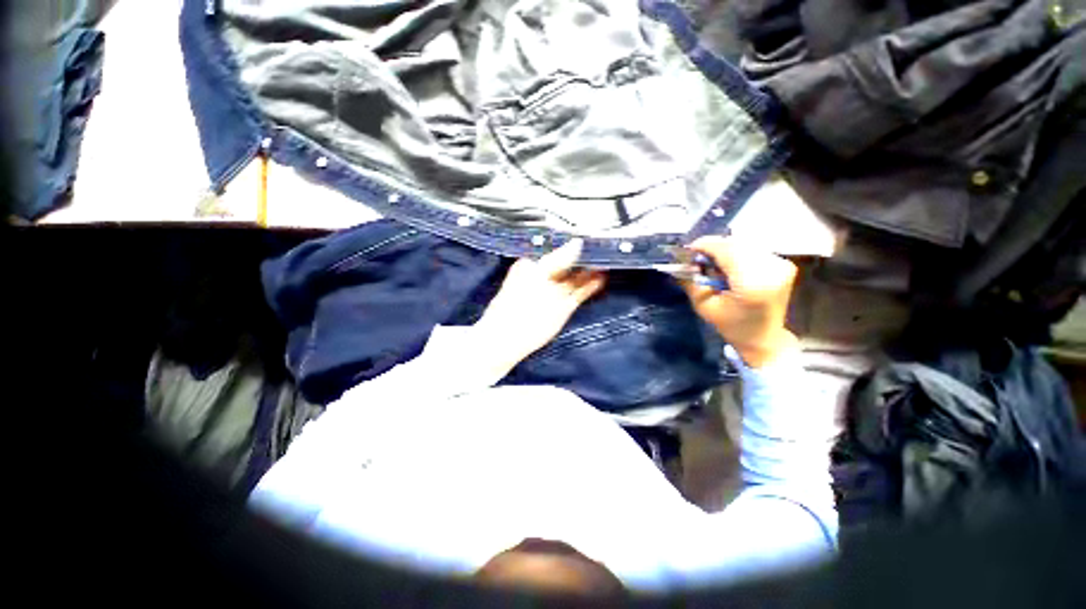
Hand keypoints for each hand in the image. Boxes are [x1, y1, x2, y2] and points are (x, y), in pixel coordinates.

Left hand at [476, 239, 605, 369]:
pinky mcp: (565, 307)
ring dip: (591, 272)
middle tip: (602, 248)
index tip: (589, 236)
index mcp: (534, 265)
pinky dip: (591, 287)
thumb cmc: (518, 298)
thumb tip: (578, 242)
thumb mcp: (537, 272)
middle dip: (584, 258)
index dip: (572, 244)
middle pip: (569, 265)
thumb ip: (559, 258)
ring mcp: (556, 293)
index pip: (557, 250)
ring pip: (576, 279)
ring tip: (608, 262)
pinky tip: (601, 279)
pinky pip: (580, 293)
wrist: (511, 333)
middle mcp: (547, 277)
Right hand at [680, 236, 797, 367]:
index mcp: (752, 283)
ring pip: (746, 244)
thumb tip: (685, 261)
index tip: (689, 249)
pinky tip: (730, 265)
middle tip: (698, 256)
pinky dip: (738, 253)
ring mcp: (781, 265)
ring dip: (726, 249)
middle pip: (736, 244)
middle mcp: (771, 269)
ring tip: (713, 262)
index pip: (727, 250)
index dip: (706, 245)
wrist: (763, 338)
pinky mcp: (784, 264)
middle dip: (714, 246)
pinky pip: (754, 249)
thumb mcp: (703, 306)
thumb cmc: (731, 326)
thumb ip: (693, 281)